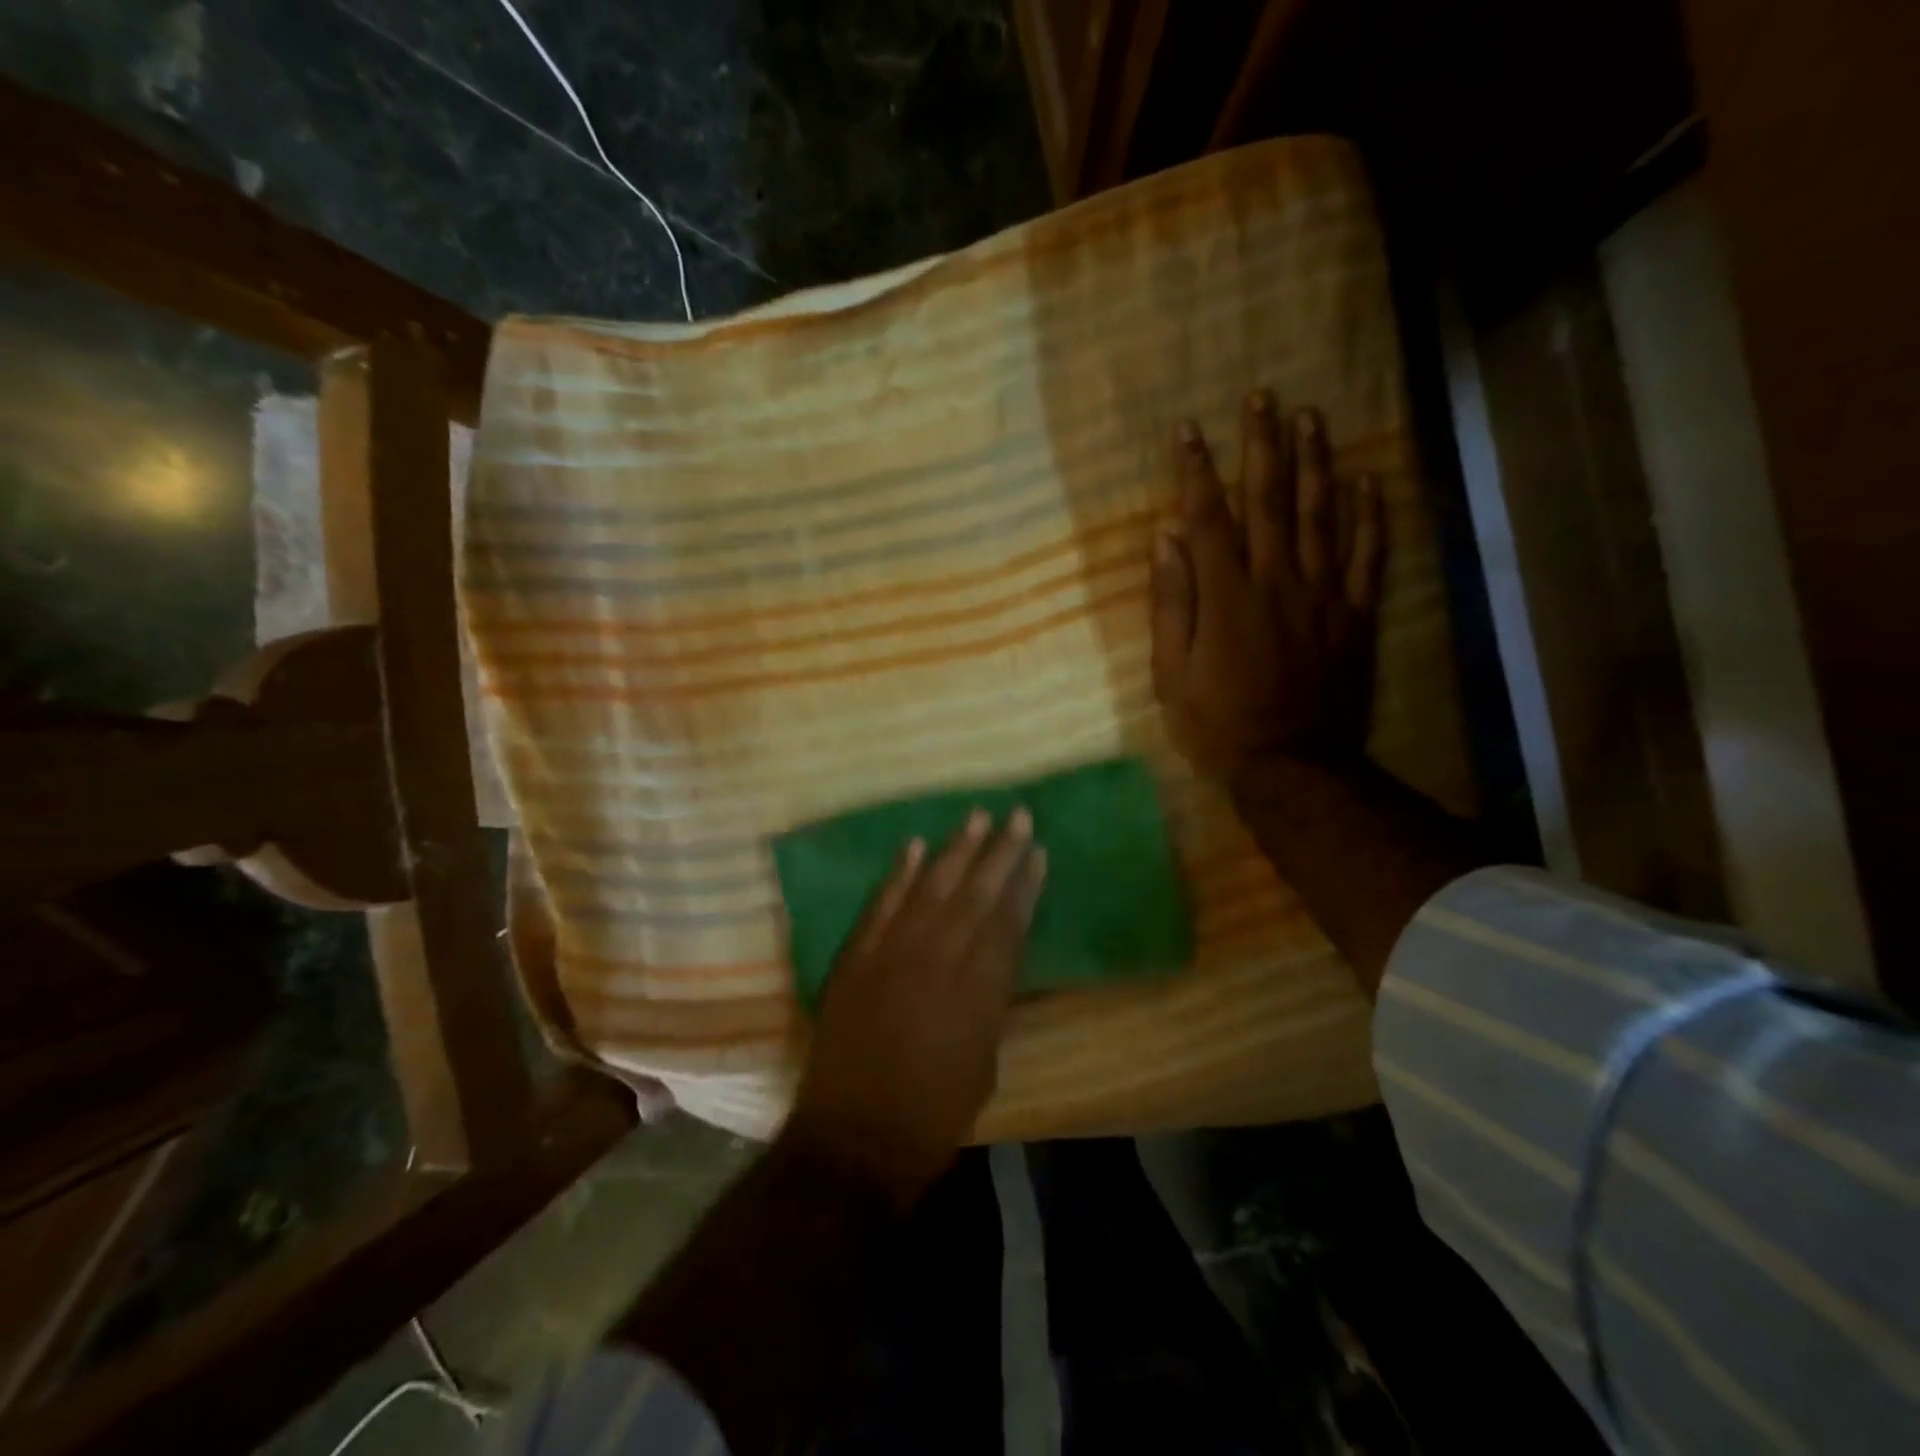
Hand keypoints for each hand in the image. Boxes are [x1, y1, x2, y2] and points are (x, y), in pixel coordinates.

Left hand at [787, 809, 1046, 1206]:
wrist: (853, 1140)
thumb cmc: (932, 1116)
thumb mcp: (984, 1064)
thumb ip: (991, 1005)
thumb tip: (995, 964)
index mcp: (978, 993)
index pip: (1007, 923)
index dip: (1025, 885)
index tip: (1037, 852)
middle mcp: (938, 962)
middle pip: (974, 896)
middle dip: (999, 853)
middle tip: (1016, 816)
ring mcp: (891, 955)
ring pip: (928, 889)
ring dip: (953, 851)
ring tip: (975, 817)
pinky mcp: (855, 958)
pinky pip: (879, 906)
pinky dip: (896, 875)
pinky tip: (913, 847)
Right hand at [1150, 391, 1385, 781]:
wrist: (1290, 765)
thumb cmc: (1218, 723)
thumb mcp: (1171, 673)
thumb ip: (1170, 604)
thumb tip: (1165, 541)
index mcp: (1226, 595)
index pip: (1208, 518)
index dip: (1196, 471)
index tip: (1189, 429)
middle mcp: (1276, 580)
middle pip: (1270, 501)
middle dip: (1263, 445)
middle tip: (1263, 397)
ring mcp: (1323, 595)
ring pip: (1322, 515)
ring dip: (1316, 462)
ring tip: (1312, 418)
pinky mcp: (1355, 616)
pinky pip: (1368, 556)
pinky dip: (1370, 516)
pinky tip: (1369, 480)